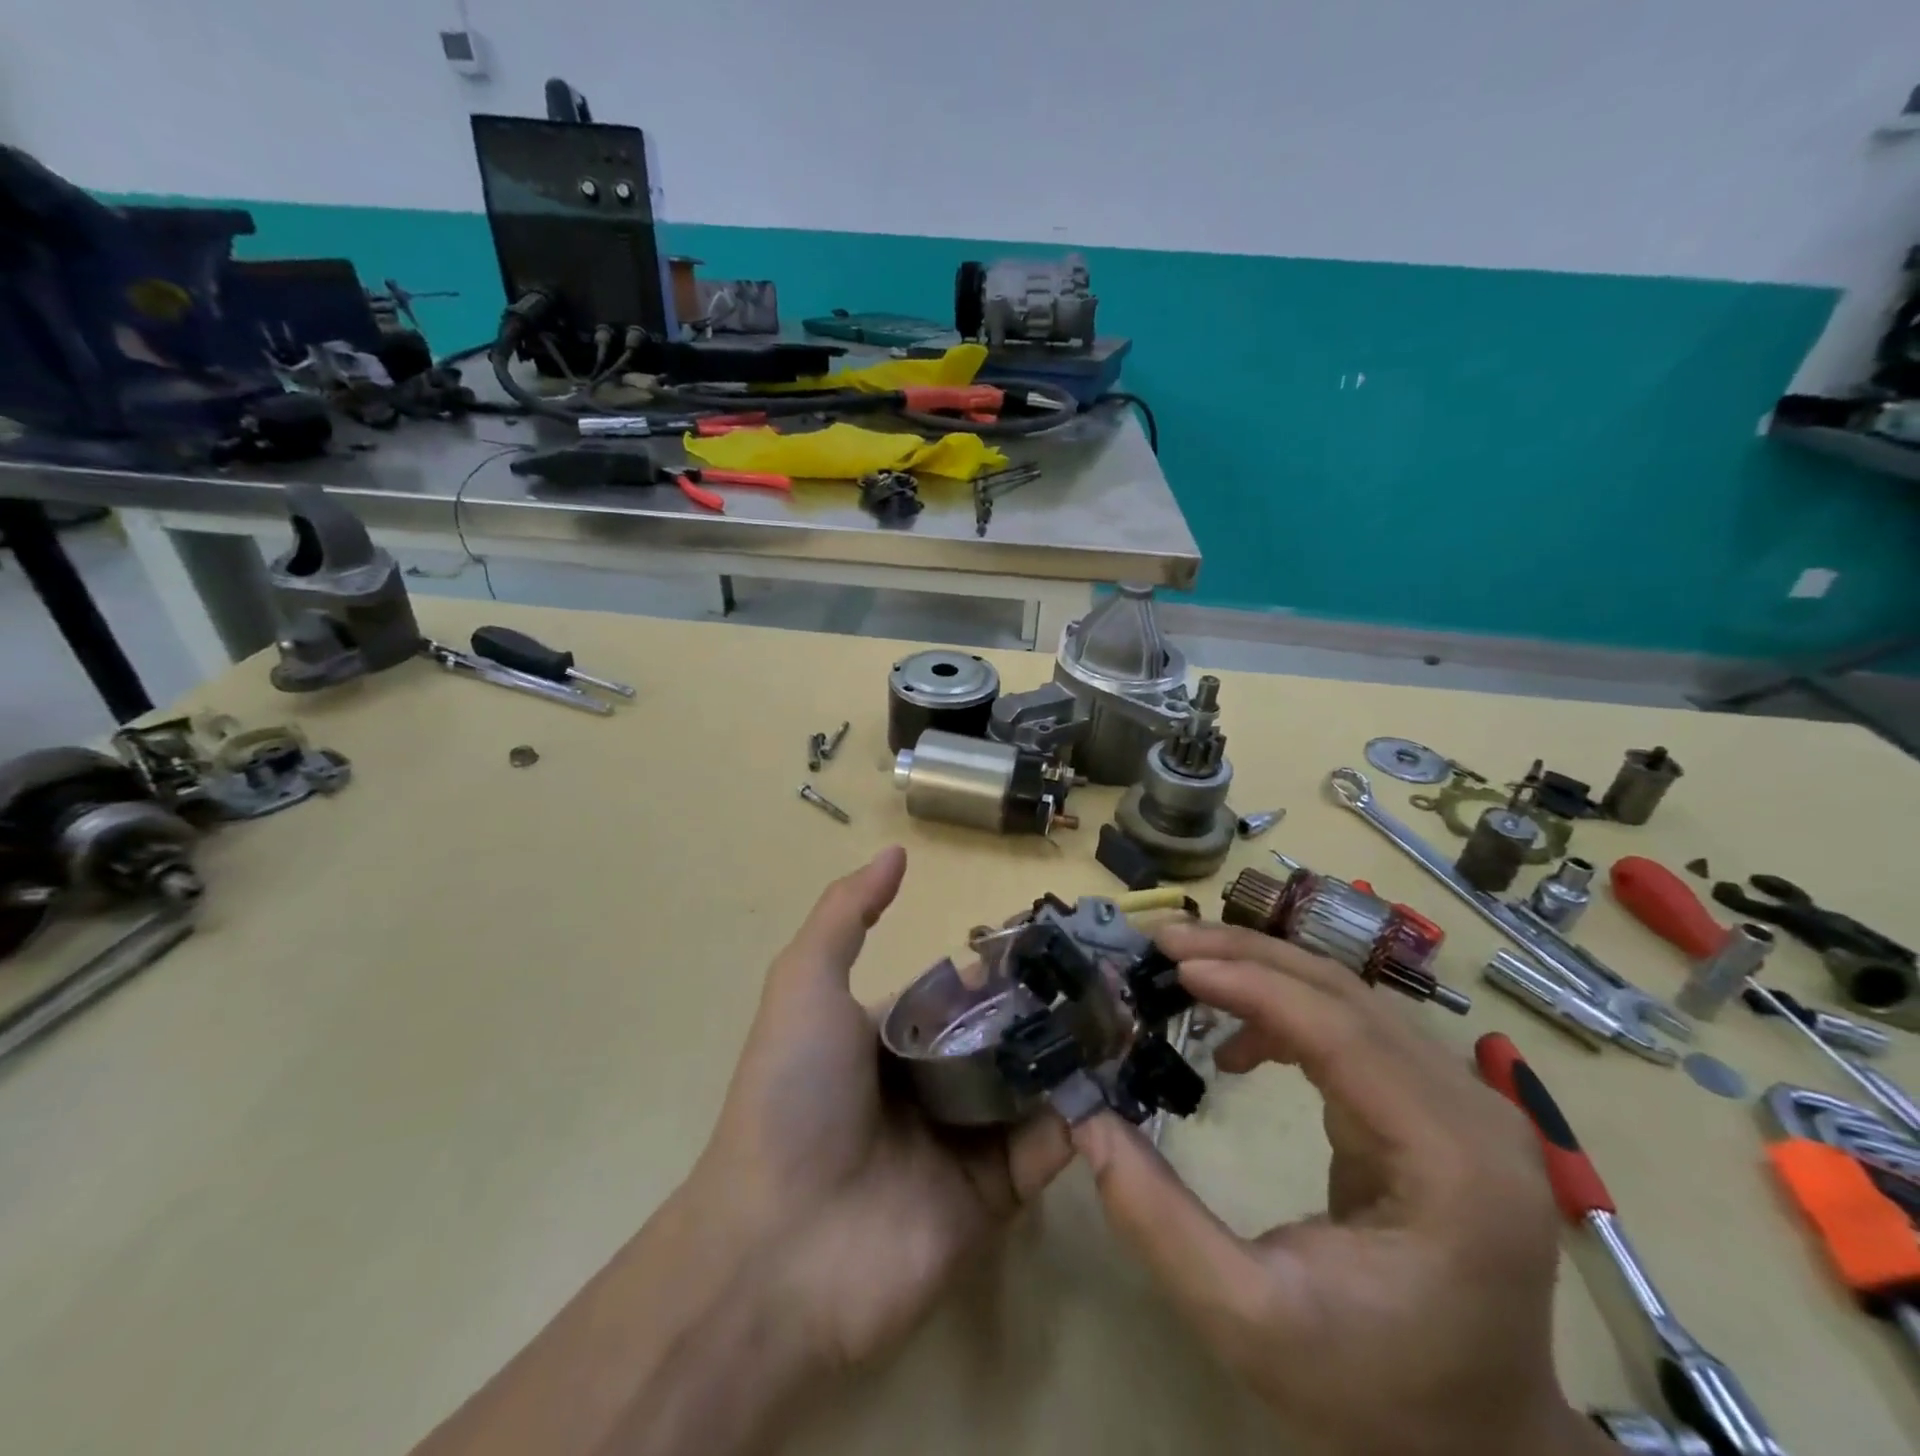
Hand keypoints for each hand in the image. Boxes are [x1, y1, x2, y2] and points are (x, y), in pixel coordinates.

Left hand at [685, 846, 1073, 1372]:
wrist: (779, 1248)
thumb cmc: (794, 1095)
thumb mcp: (806, 984)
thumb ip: (847, 914)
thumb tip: (897, 851)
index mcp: (894, 1036)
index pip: (963, 992)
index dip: (1005, 967)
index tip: (1059, 940)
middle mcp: (933, 1084)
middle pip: (1005, 1036)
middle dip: (1052, 1009)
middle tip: (1110, 978)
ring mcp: (966, 1141)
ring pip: (1034, 1086)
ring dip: (1076, 1055)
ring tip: (1129, 1017)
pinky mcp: (995, 1196)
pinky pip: (1047, 1149)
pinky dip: (1082, 1119)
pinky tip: (1115, 1081)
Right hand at [1072, 923, 1609, 1455]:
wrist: (1475, 1443)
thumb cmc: (1370, 1394)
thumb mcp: (1246, 1321)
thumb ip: (1159, 1221)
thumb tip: (1087, 1121)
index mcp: (1453, 1164)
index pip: (1342, 1032)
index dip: (1252, 983)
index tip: (1172, 962)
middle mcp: (1474, 1115)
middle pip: (1348, 995)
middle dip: (1249, 956)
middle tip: (1165, 942)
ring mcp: (1466, 1105)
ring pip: (1351, 998)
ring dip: (1263, 971)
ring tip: (1186, 968)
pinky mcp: (1441, 1107)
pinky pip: (1355, 1029)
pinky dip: (1288, 1013)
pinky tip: (1240, 1042)